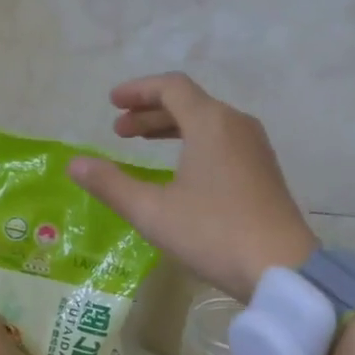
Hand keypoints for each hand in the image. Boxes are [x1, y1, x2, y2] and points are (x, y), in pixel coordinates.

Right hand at [68, 73, 318, 300]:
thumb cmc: (213, 233)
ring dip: (173, 128)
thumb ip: (111, 184)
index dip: (138, 91)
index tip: (112, 104)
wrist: (281, 267)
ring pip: (208, 123)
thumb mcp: (153, 212)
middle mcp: (237, 125)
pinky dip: (195, 144)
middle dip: (151, 112)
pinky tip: (182, 172)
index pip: (171, 87)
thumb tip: (74, 163)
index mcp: (211, 122)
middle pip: (190, 103)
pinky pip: (224, 142)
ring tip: (144, 147)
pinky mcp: (264, 172)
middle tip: (120, 131)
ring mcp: (256, 148)